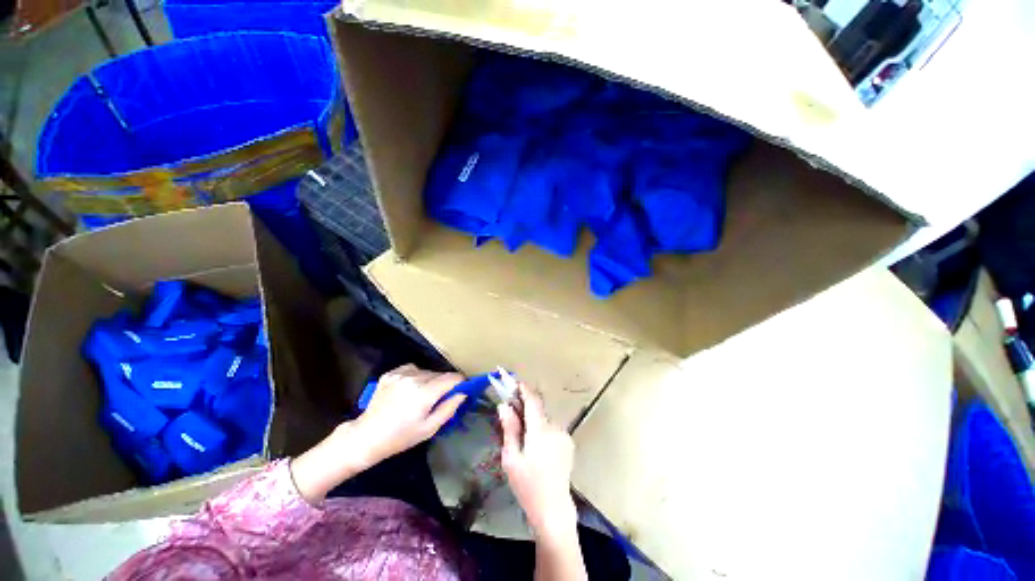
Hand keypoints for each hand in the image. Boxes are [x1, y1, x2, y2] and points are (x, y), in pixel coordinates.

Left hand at [291, 365, 465, 502]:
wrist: (366, 436)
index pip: (452, 378)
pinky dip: (416, 377)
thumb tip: (464, 392)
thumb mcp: (429, 429)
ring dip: (430, 380)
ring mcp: (401, 374)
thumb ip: (449, 408)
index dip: (460, 382)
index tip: (462, 389)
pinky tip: (409, 389)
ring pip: (427, 371)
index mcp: (425, 392)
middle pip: (440, 374)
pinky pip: (413, 369)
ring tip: (422, 396)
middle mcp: (414, 377)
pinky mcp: (391, 373)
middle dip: (444, 384)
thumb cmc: (400, 437)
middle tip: (439, 399)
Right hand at [499, 383, 577, 539]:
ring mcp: (564, 435)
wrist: (554, 509)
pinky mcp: (568, 443)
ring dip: (534, 421)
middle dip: (525, 409)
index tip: (515, 382)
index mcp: (540, 431)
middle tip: (511, 415)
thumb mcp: (511, 458)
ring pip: (544, 420)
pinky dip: (542, 430)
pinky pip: (552, 429)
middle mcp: (555, 428)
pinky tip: (537, 448)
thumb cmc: (527, 486)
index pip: (533, 401)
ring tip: (523, 439)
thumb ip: (509, 429)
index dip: (524, 390)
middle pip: (538, 410)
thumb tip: (504, 405)